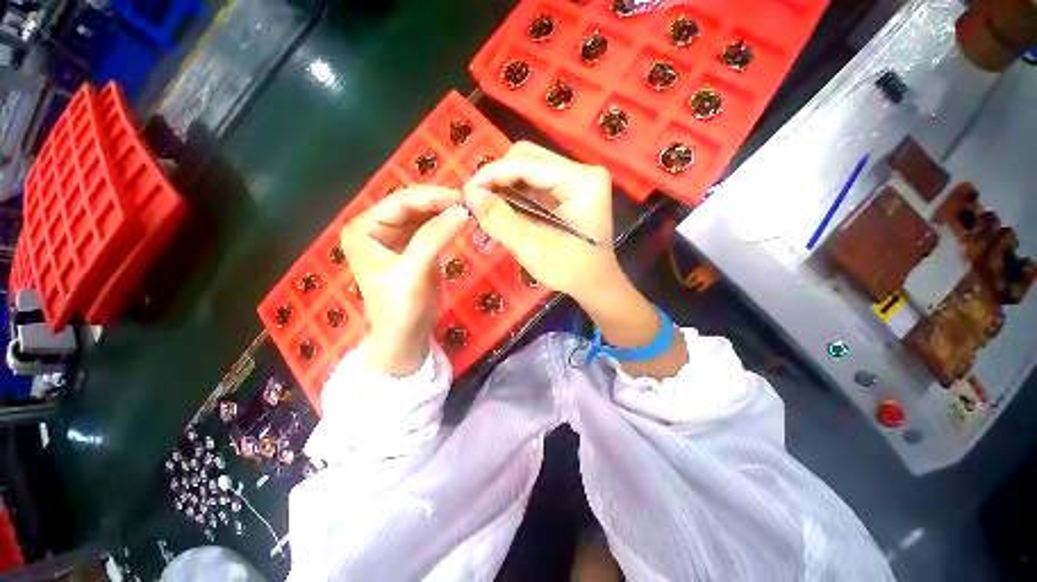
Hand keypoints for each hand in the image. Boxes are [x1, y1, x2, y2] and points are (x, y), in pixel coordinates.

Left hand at [341, 186, 468, 375]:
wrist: (406, 336)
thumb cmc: (401, 308)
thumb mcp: (414, 272)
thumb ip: (434, 238)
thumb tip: (463, 210)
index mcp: (364, 229)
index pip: (400, 201)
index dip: (433, 197)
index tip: (464, 198)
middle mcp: (377, 227)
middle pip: (413, 205)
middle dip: (441, 203)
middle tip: (472, 204)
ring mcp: (396, 236)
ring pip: (425, 214)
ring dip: (447, 212)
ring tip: (471, 211)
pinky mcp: (413, 247)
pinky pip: (432, 228)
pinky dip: (448, 224)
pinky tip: (463, 222)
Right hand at [462, 142, 622, 304]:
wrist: (595, 285)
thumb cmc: (571, 271)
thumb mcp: (533, 248)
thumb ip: (500, 220)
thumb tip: (470, 194)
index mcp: (581, 181)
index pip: (528, 163)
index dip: (492, 174)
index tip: (466, 192)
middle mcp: (581, 172)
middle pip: (528, 158)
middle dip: (498, 178)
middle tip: (477, 201)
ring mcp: (575, 180)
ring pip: (528, 169)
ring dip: (504, 186)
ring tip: (486, 207)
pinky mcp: (568, 191)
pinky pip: (534, 183)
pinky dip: (514, 194)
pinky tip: (502, 210)